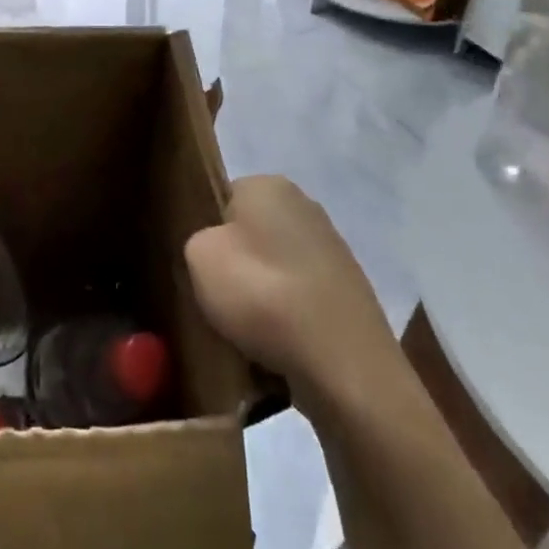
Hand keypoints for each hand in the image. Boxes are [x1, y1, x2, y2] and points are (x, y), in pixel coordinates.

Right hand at [184, 175, 398, 404]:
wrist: (343, 363)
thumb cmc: (262, 293)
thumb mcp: (199, 257)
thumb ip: (198, 240)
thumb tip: (217, 251)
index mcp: (268, 185)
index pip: (223, 200)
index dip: (209, 234)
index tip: (203, 269)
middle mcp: (305, 205)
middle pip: (252, 234)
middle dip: (238, 265)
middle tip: (220, 301)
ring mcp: (333, 249)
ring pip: (276, 269)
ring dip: (263, 295)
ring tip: (249, 332)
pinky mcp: (350, 291)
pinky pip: (301, 299)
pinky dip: (289, 318)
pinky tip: (279, 346)